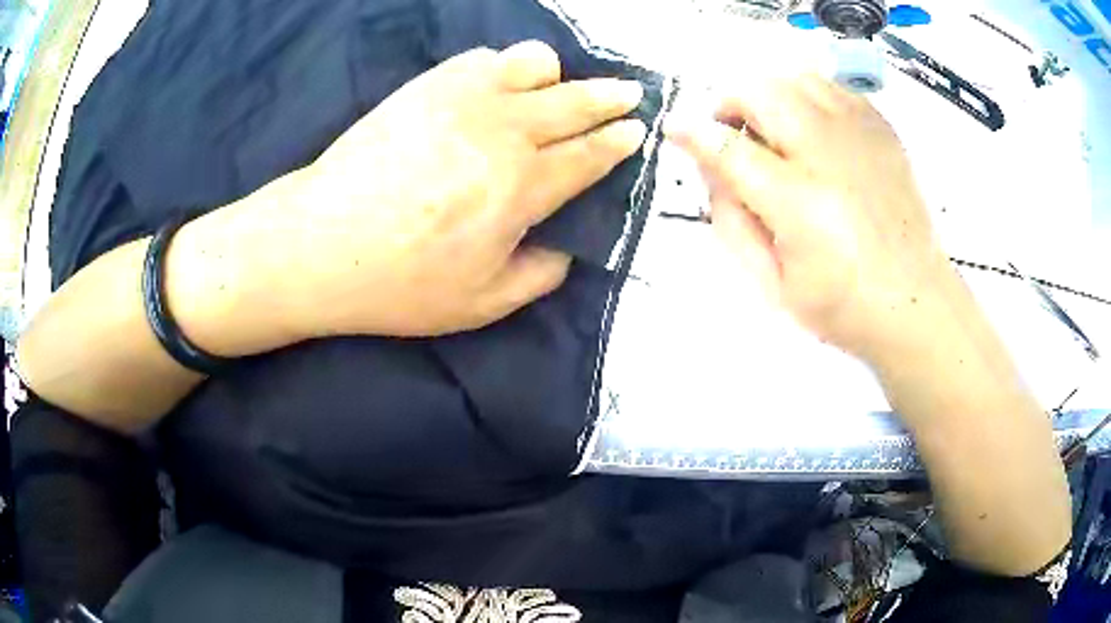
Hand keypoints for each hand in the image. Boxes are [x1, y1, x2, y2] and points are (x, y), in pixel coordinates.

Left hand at [258, 41, 646, 337]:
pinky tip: (497, 82)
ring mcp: (463, 98)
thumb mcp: (482, 304)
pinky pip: (481, 58)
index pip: (590, 154)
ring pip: (533, 62)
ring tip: (554, 88)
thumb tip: (564, 247)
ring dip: (555, 75)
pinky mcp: (426, 85)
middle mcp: (504, 130)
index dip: (619, 141)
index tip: (638, 129)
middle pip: (575, 100)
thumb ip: (539, 275)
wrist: (319, 244)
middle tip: (630, 92)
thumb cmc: (400, 283)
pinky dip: (502, 65)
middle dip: (610, 96)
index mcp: (523, 187)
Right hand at [666, 74, 957, 361]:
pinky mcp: (883, 134)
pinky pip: (836, 89)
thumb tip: (712, 170)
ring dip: (772, 95)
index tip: (676, 129)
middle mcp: (828, 156)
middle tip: (733, 132)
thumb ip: (732, 224)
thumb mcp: (773, 285)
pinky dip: (812, 97)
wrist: (916, 304)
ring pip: (798, 78)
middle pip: (762, 92)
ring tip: (774, 127)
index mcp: (797, 203)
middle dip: (732, 103)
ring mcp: (861, 138)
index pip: (727, 148)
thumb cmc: (843, 306)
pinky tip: (815, 129)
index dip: (692, 133)